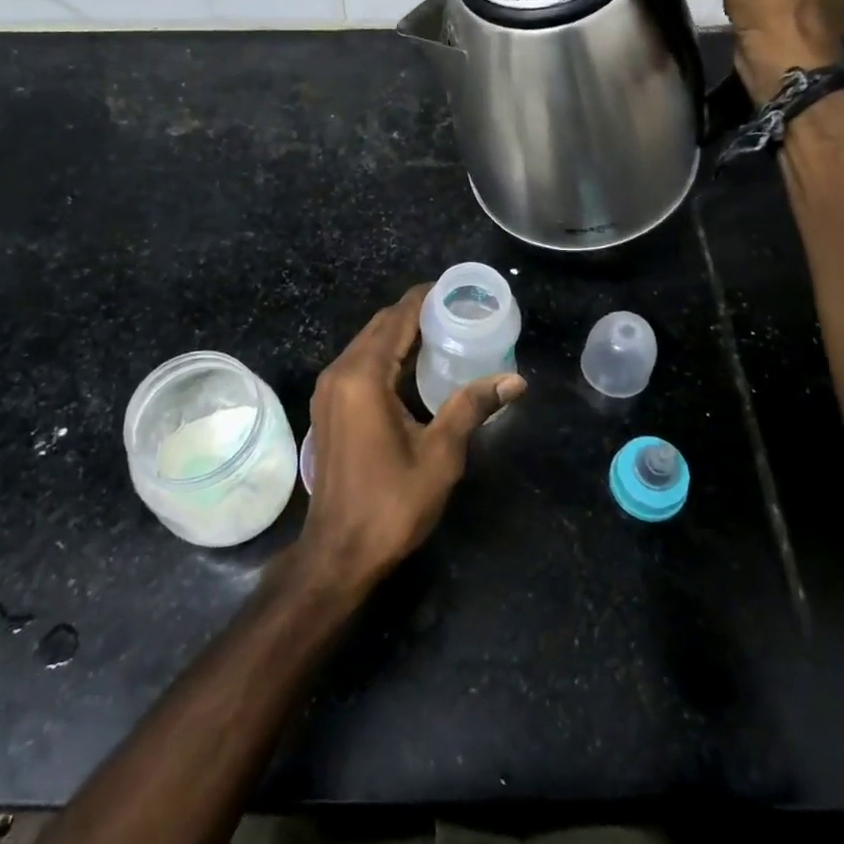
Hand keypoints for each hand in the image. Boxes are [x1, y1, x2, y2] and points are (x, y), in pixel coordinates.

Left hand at [294, 286, 525, 593]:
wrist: (337, 552)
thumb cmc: (391, 503)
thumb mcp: (440, 455)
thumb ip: (472, 407)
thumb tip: (515, 380)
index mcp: (363, 376)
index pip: (397, 318)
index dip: (425, 299)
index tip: (456, 290)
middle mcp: (340, 372)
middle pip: (380, 326)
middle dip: (415, 313)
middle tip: (457, 311)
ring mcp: (329, 390)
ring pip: (367, 343)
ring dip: (400, 333)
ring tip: (443, 332)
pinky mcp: (329, 407)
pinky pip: (359, 363)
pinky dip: (386, 354)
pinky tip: (415, 366)